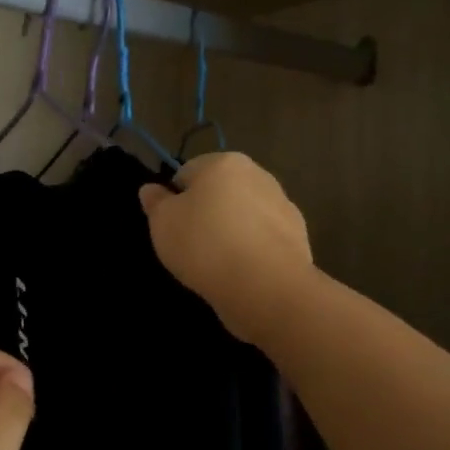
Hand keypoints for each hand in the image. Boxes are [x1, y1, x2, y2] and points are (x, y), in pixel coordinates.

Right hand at [139, 151, 313, 342]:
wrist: (265, 286)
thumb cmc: (205, 245)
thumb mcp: (163, 223)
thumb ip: (156, 202)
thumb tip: (151, 189)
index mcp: (224, 163)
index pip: (187, 172)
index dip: (174, 200)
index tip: (171, 227)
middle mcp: (258, 175)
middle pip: (220, 192)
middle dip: (206, 213)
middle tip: (191, 246)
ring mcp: (283, 205)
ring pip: (243, 215)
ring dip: (231, 231)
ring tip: (217, 263)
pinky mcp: (298, 236)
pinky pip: (263, 239)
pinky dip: (252, 250)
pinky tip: (242, 272)